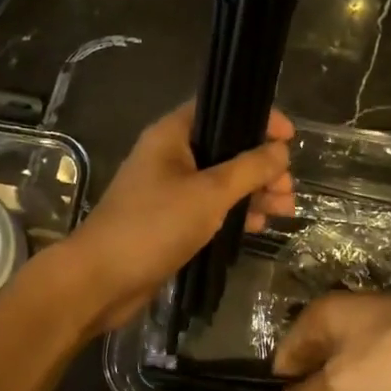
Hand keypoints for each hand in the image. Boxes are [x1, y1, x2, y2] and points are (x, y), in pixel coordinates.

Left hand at [63, 100, 293, 332]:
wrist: (101, 280)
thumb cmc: (154, 226)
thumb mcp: (209, 193)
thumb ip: (249, 168)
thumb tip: (281, 150)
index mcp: (172, 136)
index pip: (220, 109)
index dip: (257, 118)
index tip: (290, 137)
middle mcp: (170, 156)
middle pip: (225, 148)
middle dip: (261, 165)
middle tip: (287, 188)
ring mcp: (169, 190)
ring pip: (221, 181)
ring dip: (253, 191)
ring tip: (283, 210)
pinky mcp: (170, 220)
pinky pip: (209, 207)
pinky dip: (233, 212)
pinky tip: (257, 226)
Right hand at [270, 293, 390, 390]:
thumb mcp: (342, 385)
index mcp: (323, 312)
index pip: (285, 352)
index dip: (282, 388)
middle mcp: (346, 310)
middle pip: (315, 356)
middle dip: (313, 390)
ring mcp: (380, 323)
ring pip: (346, 362)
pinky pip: (375, 365)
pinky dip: (371, 386)